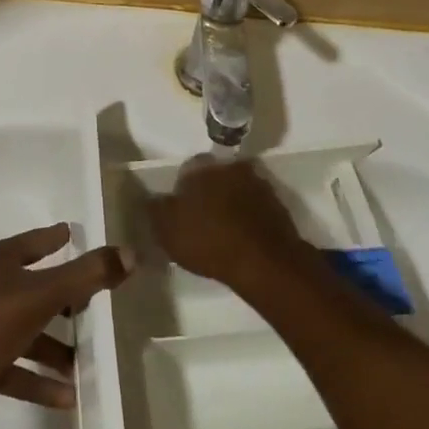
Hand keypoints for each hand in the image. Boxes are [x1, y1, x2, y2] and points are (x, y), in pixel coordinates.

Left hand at [0, 223, 132, 428]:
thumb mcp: (42, 295)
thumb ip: (86, 275)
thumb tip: (129, 253)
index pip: (36, 242)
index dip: (56, 238)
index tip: (76, 235)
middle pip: (35, 286)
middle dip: (65, 297)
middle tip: (96, 303)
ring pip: (28, 330)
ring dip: (56, 346)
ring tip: (87, 361)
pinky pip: (17, 368)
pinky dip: (40, 379)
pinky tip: (68, 396)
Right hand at [148, 154, 314, 294]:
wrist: (265, 262)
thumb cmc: (209, 240)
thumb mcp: (167, 229)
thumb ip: (155, 209)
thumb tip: (150, 198)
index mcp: (201, 167)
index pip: (186, 170)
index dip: (181, 191)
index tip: (180, 213)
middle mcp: (230, 167)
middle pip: (213, 177)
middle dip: (208, 193)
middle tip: (201, 221)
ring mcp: (257, 184)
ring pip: (236, 190)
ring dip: (230, 204)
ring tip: (223, 232)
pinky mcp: (277, 205)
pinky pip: (255, 208)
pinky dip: (248, 218)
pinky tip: (243, 239)